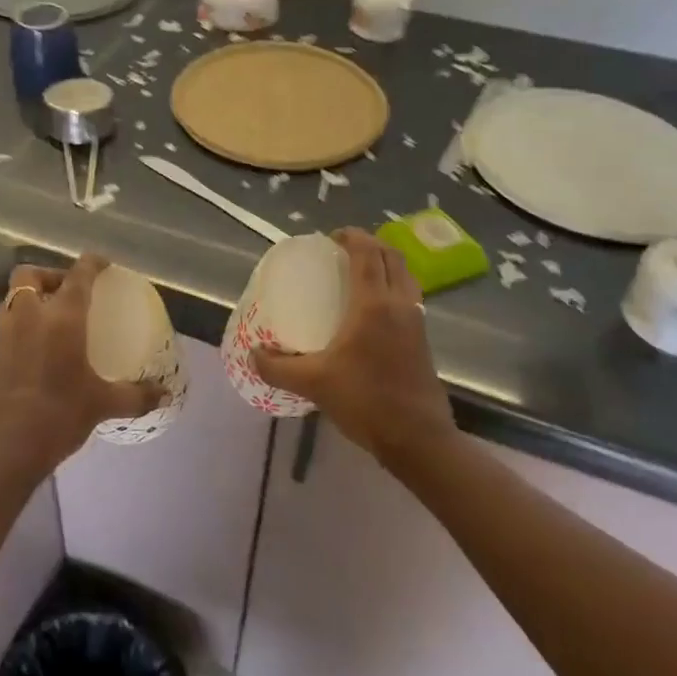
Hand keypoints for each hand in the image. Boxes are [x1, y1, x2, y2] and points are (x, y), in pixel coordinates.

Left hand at [0, 255, 164, 481]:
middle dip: (49, 274)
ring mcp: (4, 333)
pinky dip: (22, 321)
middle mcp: (29, 315)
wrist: (1, 450)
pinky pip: (7, 322)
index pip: (78, 275)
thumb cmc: (57, 416)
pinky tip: (37, 347)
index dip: (91, 263)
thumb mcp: (102, 405)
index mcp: (61, 317)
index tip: (103, 263)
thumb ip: (136, 395)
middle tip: (70, 291)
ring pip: (14, 297)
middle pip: (31, 274)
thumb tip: (165, 394)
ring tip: (53, 317)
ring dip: (32, 296)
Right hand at [251, 228, 454, 468]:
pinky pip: (410, 295)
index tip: (331, 237)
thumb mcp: (314, 384)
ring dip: (385, 263)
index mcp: (373, 305)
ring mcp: (416, 321)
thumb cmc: (366, 401)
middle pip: (391, 256)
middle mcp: (399, 304)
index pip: (366, 254)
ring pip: (405, 274)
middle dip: (370, 244)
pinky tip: (373, 308)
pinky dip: (394, 285)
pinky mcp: (423, 339)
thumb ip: (278, 368)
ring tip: (359, 272)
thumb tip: (253, 354)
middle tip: (343, 250)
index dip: (351, 237)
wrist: (418, 439)